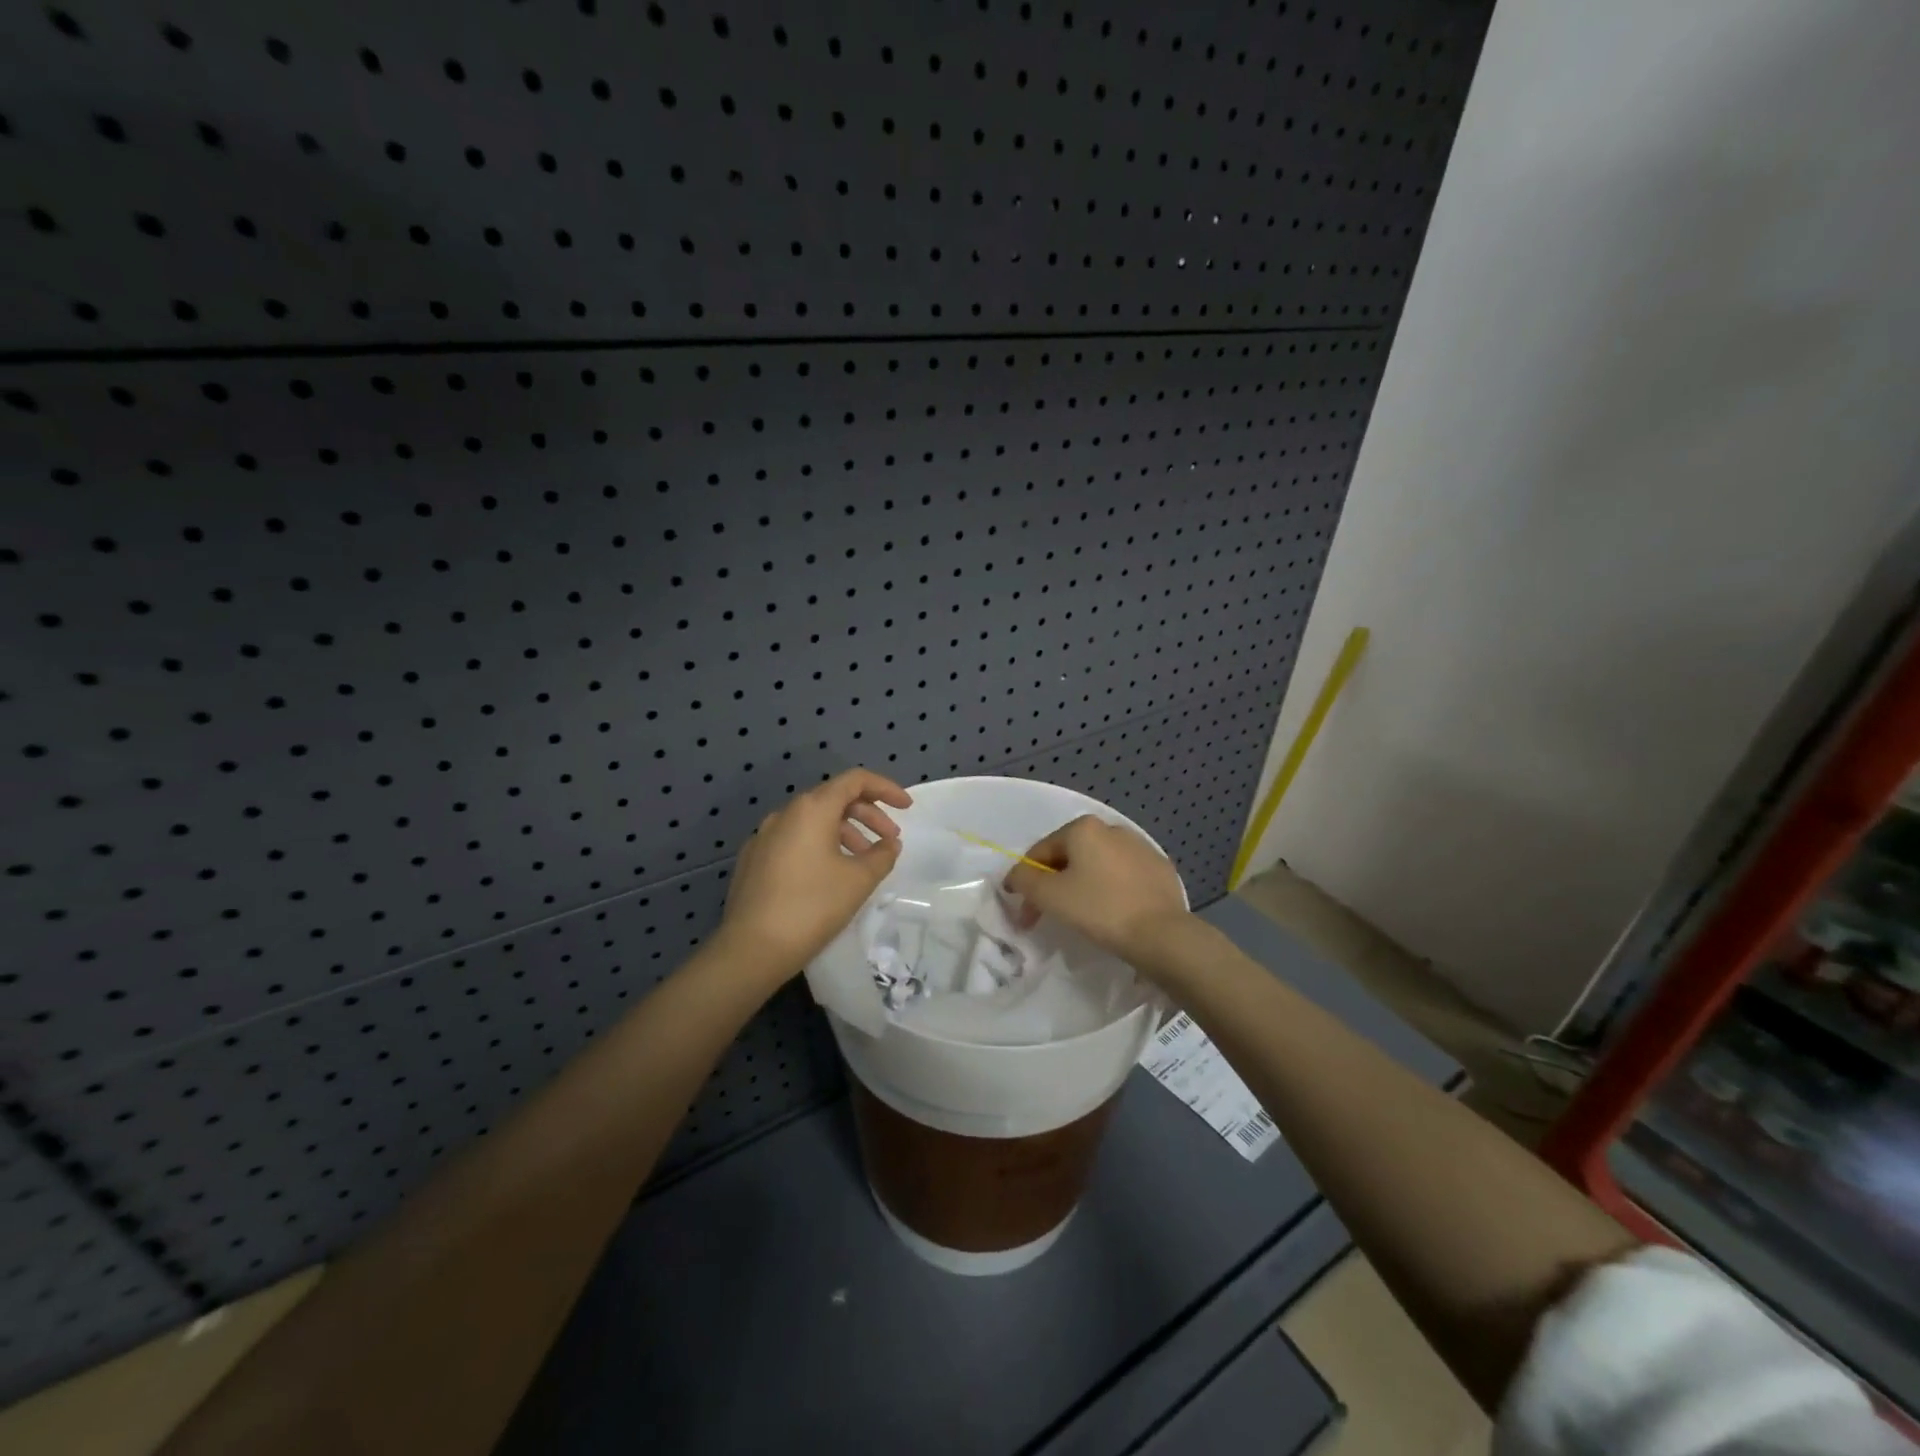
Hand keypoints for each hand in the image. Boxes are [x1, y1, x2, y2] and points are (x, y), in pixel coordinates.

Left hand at [716, 769, 912, 979]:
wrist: (751, 948)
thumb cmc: (812, 906)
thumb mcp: (859, 880)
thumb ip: (882, 855)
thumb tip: (889, 844)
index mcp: (811, 809)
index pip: (855, 780)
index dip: (885, 788)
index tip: (906, 808)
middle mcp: (785, 814)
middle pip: (834, 799)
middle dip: (868, 815)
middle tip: (890, 839)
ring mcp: (764, 836)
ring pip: (813, 822)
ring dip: (844, 833)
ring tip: (863, 862)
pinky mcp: (753, 860)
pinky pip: (794, 840)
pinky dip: (820, 846)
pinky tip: (829, 875)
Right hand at [1003, 815, 1188, 960]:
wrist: (1161, 934)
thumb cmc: (1099, 909)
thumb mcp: (1049, 895)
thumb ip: (1024, 880)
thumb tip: (1017, 876)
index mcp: (1083, 828)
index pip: (1041, 852)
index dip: (1026, 882)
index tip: (1023, 912)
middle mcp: (1112, 829)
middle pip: (1069, 856)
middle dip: (1054, 884)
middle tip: (1046, 916)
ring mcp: (1140, 848)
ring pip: (1098, 866)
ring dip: (1082, 885)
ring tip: (1080, 916)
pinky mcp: (1160, 869)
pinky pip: (1123, 877)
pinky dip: (1110, 890)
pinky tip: (1111, 913)